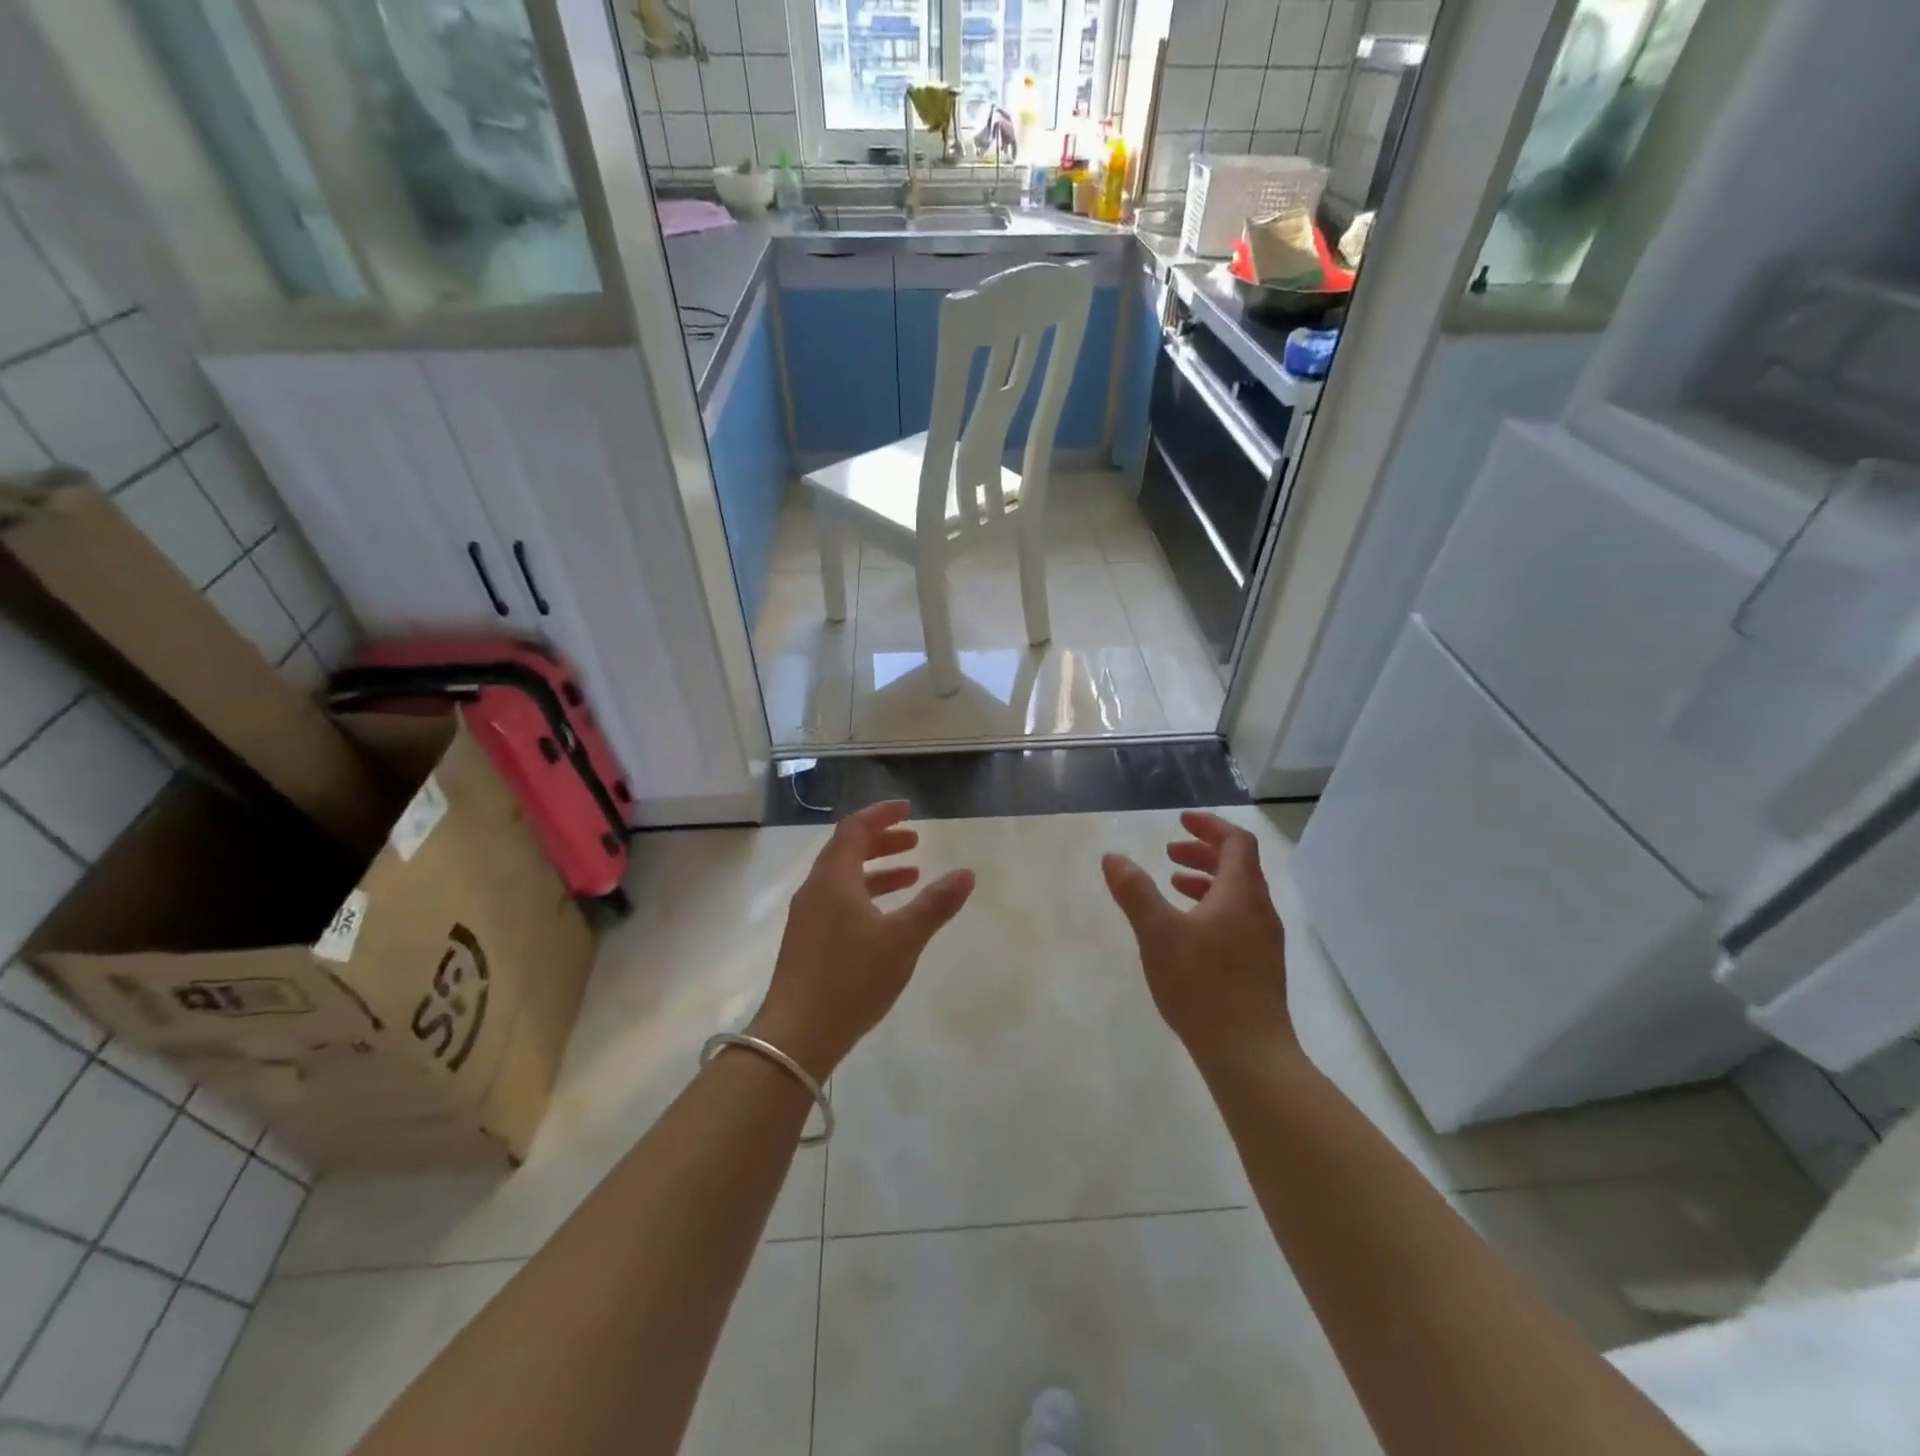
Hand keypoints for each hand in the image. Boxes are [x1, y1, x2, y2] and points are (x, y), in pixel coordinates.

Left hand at [749, 800, 975, 1077]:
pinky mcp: (808, 943)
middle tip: (915, 841)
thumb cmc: (852, 978)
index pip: (854, 828)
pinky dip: (866, 897)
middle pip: (847, 850)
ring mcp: (808, 918)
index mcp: (833, 879)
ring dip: (877, 871)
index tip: (908, 810)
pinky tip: (886, 919)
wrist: (797, 1036)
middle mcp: (816, 890)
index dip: (882, 815)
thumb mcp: (903, 939)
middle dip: (882, 841)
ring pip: (844, 879)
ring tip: (912, 876)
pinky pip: (839, 903)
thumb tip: (966, 873)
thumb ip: (935, 904)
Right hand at [1101, 811, 1298, 1070]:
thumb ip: (1134, 892)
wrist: (1249, 1055)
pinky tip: (1188, 932)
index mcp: (1242, 894)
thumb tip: (1113, 857)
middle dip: (1203, 852)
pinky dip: (1213, 908)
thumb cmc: (1203, 986)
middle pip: (1238, 866)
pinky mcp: (1260, 968)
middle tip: (1170, 852)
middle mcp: (1260, 911)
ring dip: (1207, 881)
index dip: (1209, 825)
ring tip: (1174, 885)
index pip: (1236, 842)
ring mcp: (1264, 942)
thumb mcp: (1157, 933)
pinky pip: (1238, 919)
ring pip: (1238, 895)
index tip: (1181, 821)